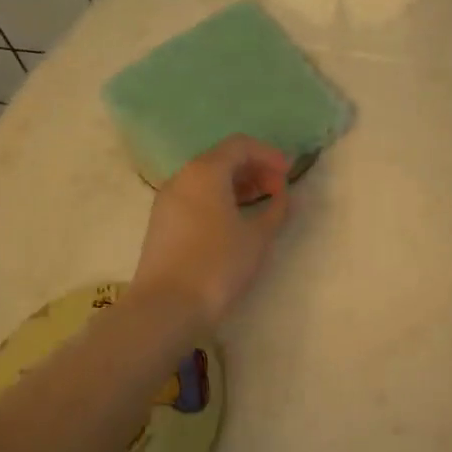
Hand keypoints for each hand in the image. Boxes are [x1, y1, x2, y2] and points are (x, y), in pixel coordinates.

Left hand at [132, 136, 292, 329]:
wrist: (166, 306)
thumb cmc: (217, 264)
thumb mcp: (257, 237)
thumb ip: (276, 209)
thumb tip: (283, 195)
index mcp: (206, 171)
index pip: (240, 145)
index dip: (269, 155)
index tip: (289, 174)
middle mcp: (183, 177)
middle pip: (222, 159)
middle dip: (253, 169)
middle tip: (278, 190)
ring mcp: (168, 199)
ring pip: (206, 179)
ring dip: (236, 185)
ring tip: (260, 205)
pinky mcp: (162, 222)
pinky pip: (195, 196)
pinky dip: (218, 199)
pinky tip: (234, 221)